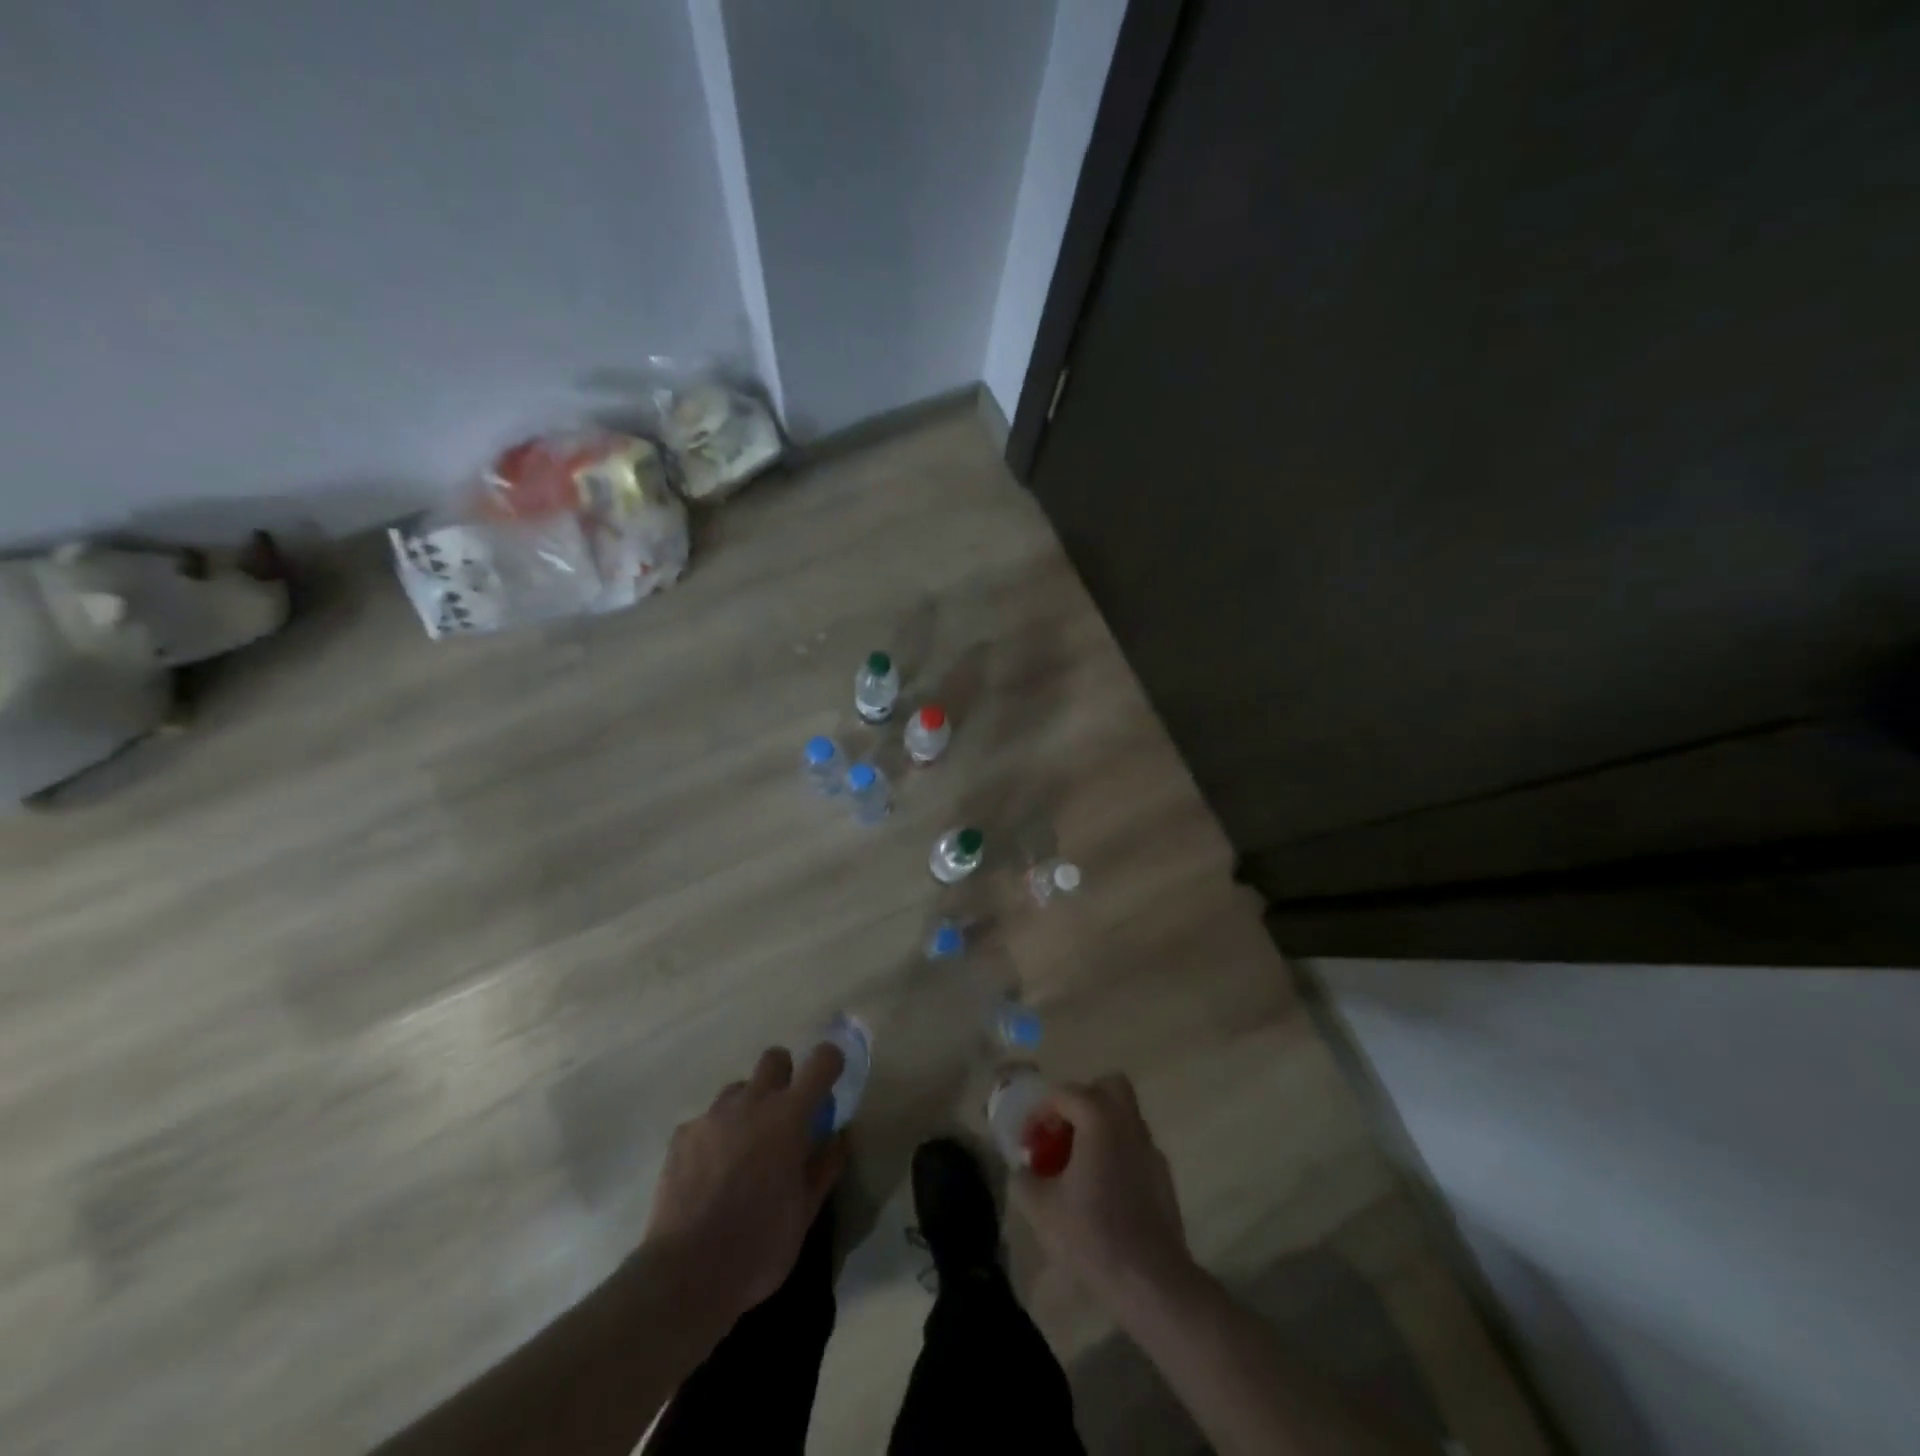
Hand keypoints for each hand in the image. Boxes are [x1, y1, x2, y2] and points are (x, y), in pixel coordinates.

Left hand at [642, 1045, 848, 1327]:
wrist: (684, 1275)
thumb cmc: (758, 1246)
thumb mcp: (805, 1213)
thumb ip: (824, 1166)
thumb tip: (837, 1136)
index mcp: (788, 1116)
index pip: (820, 1061)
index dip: (830, 1062)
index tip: (831, 1078)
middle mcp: (751, 1102)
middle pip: (774, 1058)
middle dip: (785, 1076)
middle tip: (784, 1116)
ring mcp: (712, 1116)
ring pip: (738, 1089)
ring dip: (749, 1107)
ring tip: (744, 1149)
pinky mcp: (682, 1135)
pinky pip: (707, 1120)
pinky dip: (716, 1135)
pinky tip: (710, 1173)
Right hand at [1011, 1073, 1196, 1309]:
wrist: (1151, 1281)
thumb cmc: (1092, 1235)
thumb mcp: (1040, 1208)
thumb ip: (1024, 1179)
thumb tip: (1023, 1169)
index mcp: (1098, 1118)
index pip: (1065, 1092)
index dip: (1040, 1111)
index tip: (1028, 1142)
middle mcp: (1128, 1123)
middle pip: (1108, 1087)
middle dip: (1082, 1101)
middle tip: (1063, 1132)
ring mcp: (1150, 1148)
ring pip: (1124, 1116)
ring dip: (1100, 1127)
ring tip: (1079, 1163)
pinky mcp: (1163, 1176)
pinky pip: (1135, 1146)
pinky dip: (1116, 1153)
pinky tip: (1103, 1190)